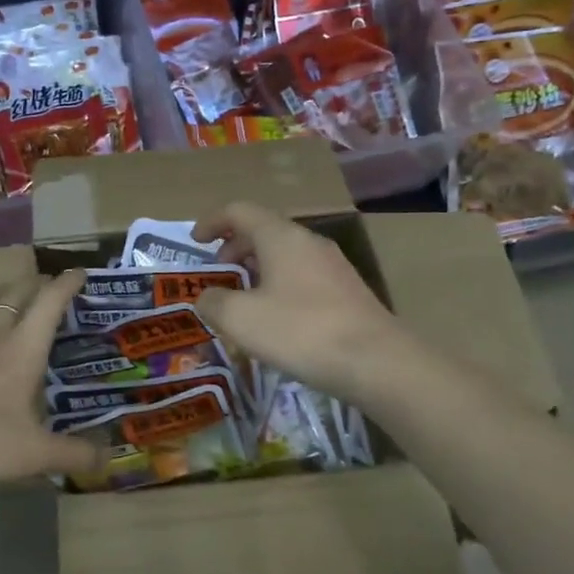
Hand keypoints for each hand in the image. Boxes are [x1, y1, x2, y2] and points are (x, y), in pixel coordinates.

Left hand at [0, 269, 106, 494]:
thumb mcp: (34, 456)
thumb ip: (75, 454)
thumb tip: (109, 458)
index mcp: (22, 348)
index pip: (50, 302)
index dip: (67, 283)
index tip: (79, 273)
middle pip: (17, 292)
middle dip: (37, 284)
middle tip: (49, 287)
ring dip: (3, 292)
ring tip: (11, 296)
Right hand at [191, 202, 413, 404]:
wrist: (377, 362)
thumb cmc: (300, 331)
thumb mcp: (240, 319)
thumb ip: (213, 302)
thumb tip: (206, 297)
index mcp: (280, 237)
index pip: (240, 211)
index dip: (212, 222)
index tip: (195, 241)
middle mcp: (308, 242)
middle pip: (264, 230)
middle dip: (235, 247)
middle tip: (219, 273)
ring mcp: (333, 266)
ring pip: (286, 254)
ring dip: (258, 268)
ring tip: (244, 298)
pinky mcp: (347, 291)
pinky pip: (303, 275)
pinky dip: (280, 284)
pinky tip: (277, 318)